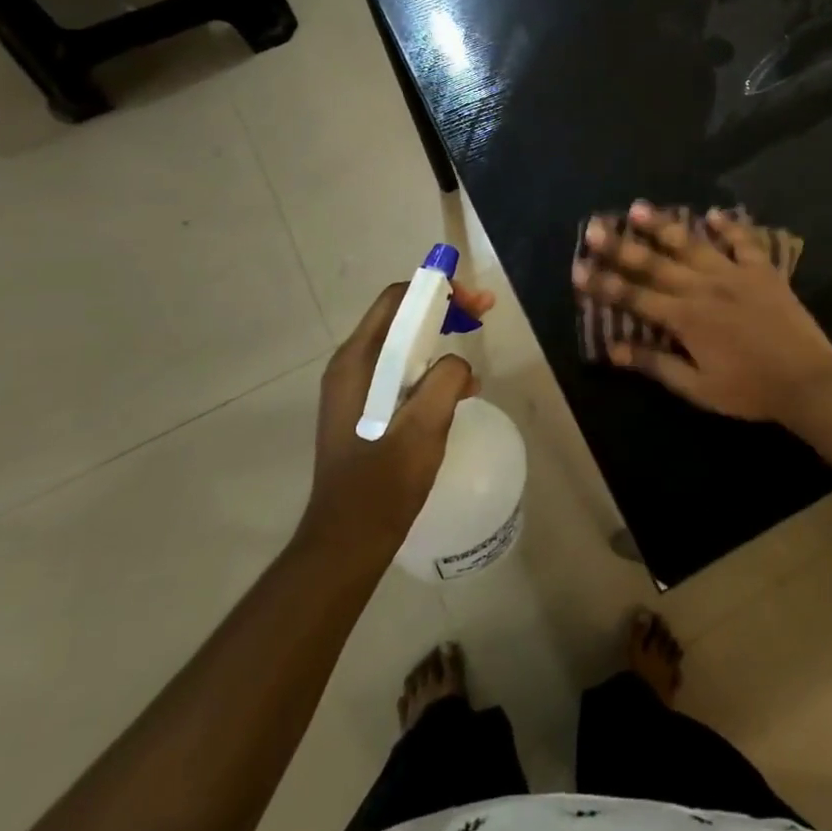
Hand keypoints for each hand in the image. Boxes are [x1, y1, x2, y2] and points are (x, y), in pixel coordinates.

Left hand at [299, 279, 496, 557]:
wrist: (349, 540)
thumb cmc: (383, 482)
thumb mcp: (424, 425)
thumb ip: (446, 379)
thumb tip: (458, 364)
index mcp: (357, 361)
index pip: (397, 299)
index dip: (438, 290)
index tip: (476, 304)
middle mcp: (351, 366)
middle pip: (400, 318)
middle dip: (444, 311)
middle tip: (482, 317)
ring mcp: (355, 390)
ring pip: (403, 348)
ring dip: (440, 344)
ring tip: (473, 362)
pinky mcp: (364, 411)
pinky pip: (400, 375)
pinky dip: (430, 372)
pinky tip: (458, 394)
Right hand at [572, 201, 831, 422]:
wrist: (807, 380)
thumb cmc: (749, 389)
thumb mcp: (697, 387)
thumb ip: (655, 364)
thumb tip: (613, 350)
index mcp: (685, 318)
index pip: (634, 297)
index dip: (604, 283)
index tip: (578, 268)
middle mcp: (704, 287)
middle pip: (655, 264)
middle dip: (621, 246)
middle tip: (595, 226)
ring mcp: (735, 274)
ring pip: (693, 244)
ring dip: (664, 225)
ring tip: (639, 206)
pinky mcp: (763, 271)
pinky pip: (743, 242)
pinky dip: (729, 226)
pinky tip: (714, 213)